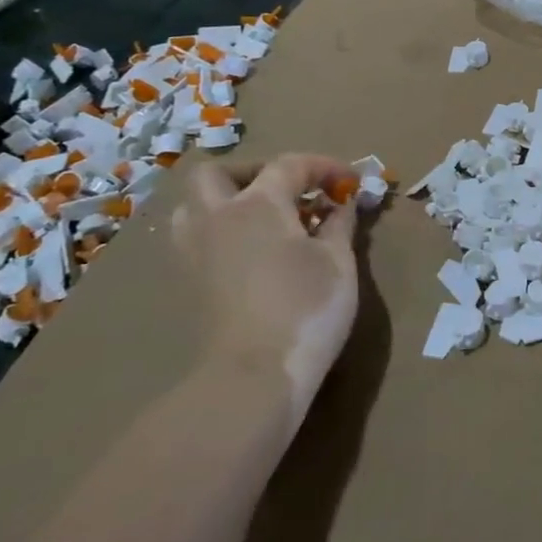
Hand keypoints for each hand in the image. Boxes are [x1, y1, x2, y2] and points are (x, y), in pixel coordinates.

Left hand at [172, 154, 359, 424]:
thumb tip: (342, 203)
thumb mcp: (339, 261)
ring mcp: (196, 252)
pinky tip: (251, 252)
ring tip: (264, 219)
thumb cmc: (306, 308)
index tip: (350, 181)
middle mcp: (218, 218)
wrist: (254, 377)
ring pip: (194, 206)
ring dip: (226, 201)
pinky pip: (197, 239)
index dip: (324, 166)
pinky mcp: (192, 283)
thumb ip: (339, 224)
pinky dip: (221, 232)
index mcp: (258, 205)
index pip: (290, 165)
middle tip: (288, 190)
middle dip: (253, 172)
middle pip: (217, 174)